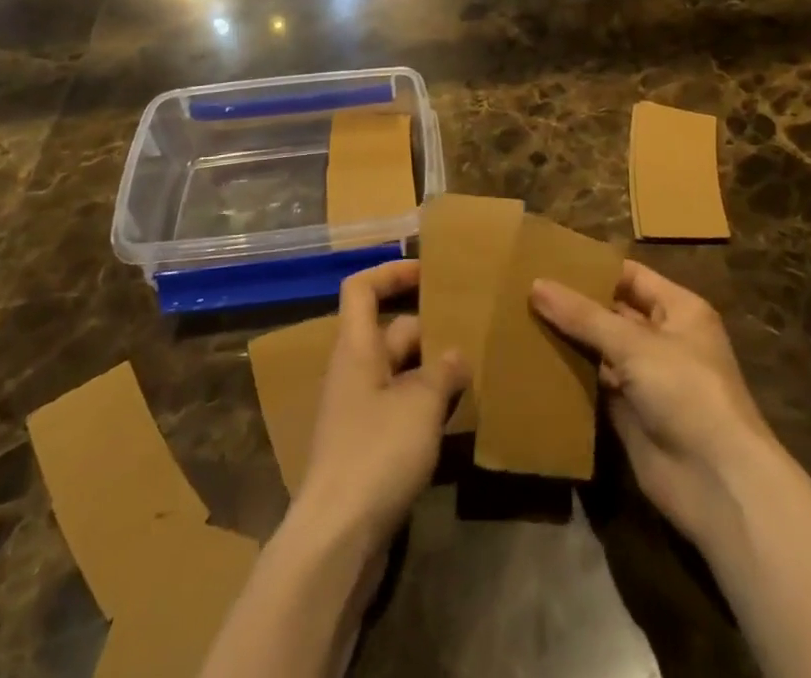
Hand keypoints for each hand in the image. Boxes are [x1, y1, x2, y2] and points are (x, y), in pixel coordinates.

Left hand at [293, 260, 467, 554]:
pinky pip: (400, 407)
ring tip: (474, 371)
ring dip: (432, 370)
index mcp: (356, 348)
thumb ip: (442, 372)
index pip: (362, 289)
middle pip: (390, 331)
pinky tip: (457, 418)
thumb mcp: (420, 405)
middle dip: (429, 329)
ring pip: (399, 372)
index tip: (429, 271)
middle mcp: (354, 371)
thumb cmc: (375, 453)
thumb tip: (456, 355)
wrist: (336, 539)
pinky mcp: (367, 447)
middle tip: (472, 331)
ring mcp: (358, 411)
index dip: (391, 272)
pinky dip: (425, 405)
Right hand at [532, 261, 776, 547]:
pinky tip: (533, 362)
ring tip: (519, 318)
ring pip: (600, 349)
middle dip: (574, 304)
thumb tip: (536, 284)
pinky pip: (595, 385)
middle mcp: (663, 339)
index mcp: (678, 310)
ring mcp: (646, 378)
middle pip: (612, 312)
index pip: (630, 276)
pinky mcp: (630, 414)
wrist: (717, 483)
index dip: (593, 268)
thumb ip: (584, 316)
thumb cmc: (686, 392)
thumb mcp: (634, 345)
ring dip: (568, 339)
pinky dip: (570, 376)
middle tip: (524, 288)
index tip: (548, 258)